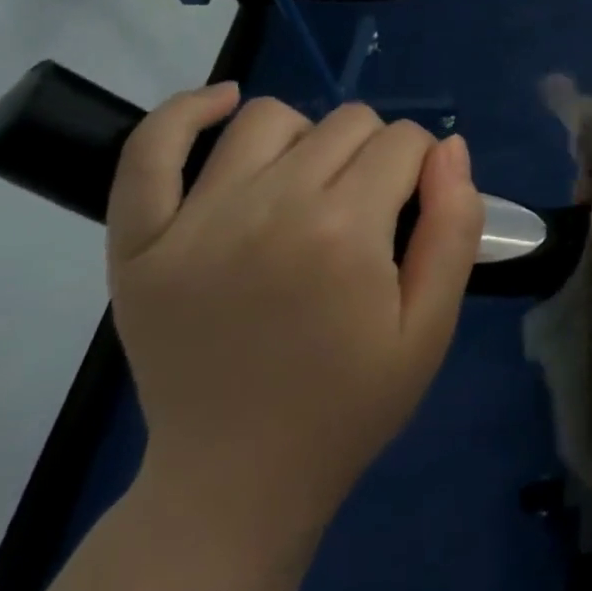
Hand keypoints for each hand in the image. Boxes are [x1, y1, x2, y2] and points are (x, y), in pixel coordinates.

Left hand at [105, 85, 482, 561]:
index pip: (404, 142)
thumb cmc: (348, 406)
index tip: (415, 209)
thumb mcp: (431, 328)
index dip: (423, 167)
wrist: (236, 485)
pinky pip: (151, 147)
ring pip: (270, 118)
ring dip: (308, 137)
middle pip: (347, 122)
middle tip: (370, 212)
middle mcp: (268, 207)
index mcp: (344, 232)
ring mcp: (194, 221)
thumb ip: (453, 228)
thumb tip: (449, 148)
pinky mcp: (138, 242)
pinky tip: (224, 106)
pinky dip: (188, 112)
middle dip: (376, 154)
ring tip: (311, 184)